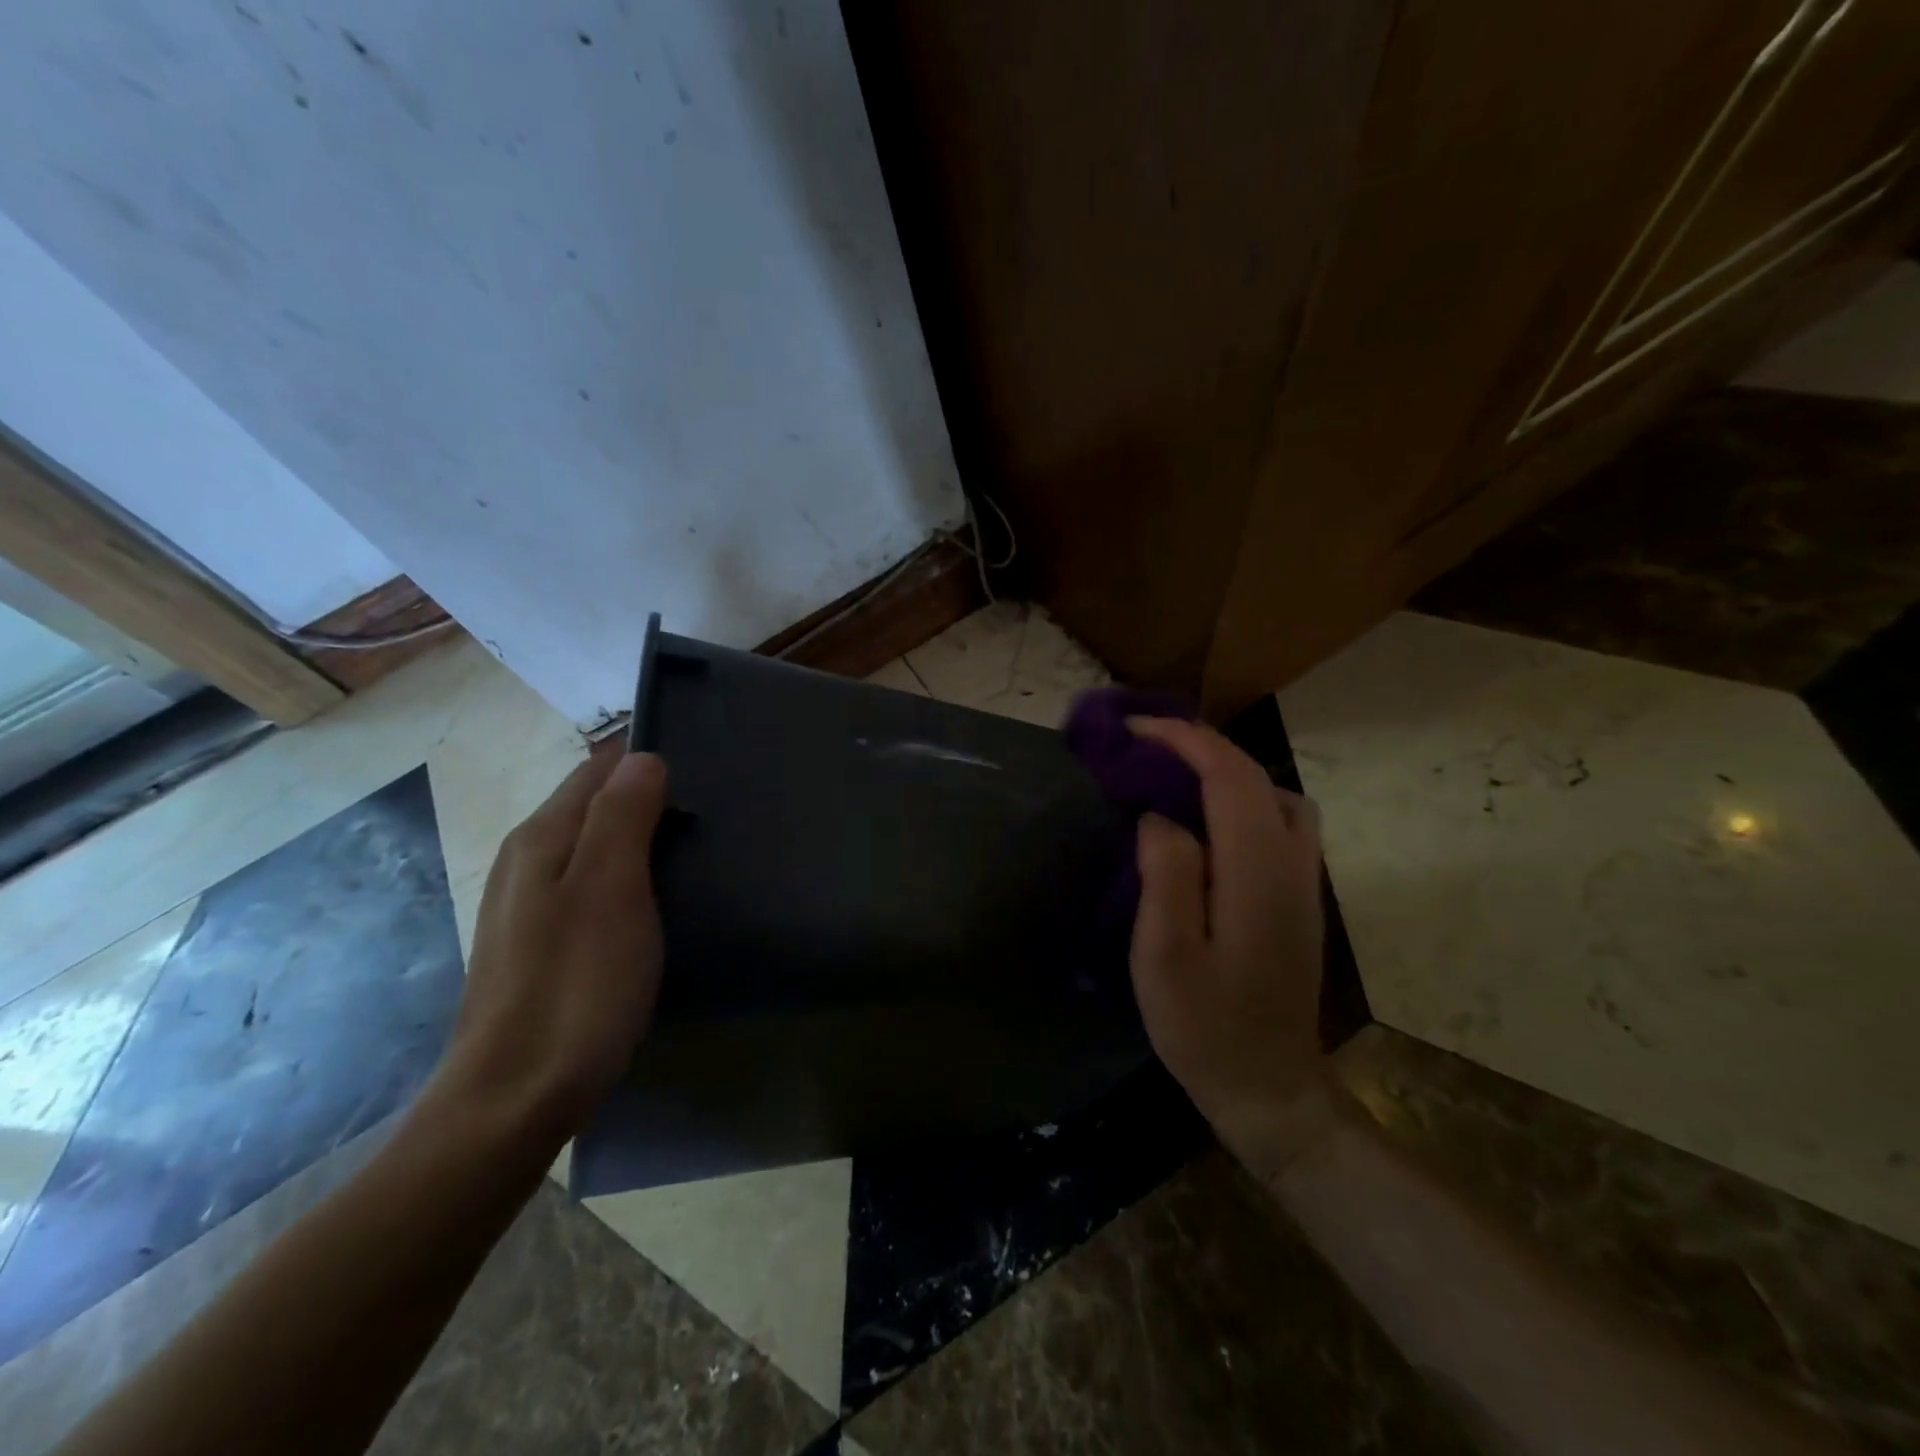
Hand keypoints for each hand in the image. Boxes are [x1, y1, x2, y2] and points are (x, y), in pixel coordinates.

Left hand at [439, 751, 669, 1139]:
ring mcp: (527, 905)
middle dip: (644, 797)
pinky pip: (588, 885)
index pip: (598, 770)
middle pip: (592, 804)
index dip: (646, 763)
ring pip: (590, 846)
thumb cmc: (577, 984)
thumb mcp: (610, 889)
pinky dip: (624, 877)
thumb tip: (643, 757)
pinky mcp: (538, 944)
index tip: (701, 773)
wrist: (516, 1096)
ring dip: (636, 838)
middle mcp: (525, 860)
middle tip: (707, 814)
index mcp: (541, 837)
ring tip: (689, 852)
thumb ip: (623, 815)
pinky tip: (650, 903)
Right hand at [1126, 717, 1337, 1169]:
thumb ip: (1167, 874)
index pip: (1229, 777)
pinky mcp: (1300, 897)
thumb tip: (1161, 815)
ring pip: (1275, 796)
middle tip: (1144, 746)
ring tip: (1174, 779)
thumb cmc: (1205, 1026)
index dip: (1184, 741)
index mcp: (1256, 872)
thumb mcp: (1164, 955)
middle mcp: (1292, 864)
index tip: (1135, 731)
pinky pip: (1278, 823)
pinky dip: (1242, 800)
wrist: (1269, 1086)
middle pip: (1256, 777)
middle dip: (1200, 746)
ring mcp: (1304, 881)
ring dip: (1226, 772)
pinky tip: (1207, 824)